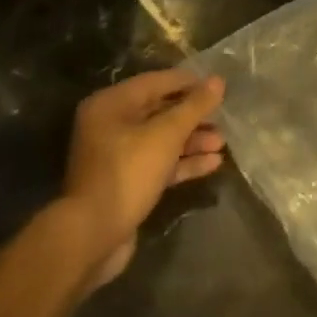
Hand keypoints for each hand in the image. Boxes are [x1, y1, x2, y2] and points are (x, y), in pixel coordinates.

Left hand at [61, 69, 226, 287]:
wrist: (94, 235)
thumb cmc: (127, 173)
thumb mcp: (164, 135)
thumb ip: (193, 107)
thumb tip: (218, 81)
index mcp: (111, 104)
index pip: (154, 82)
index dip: (187, 82)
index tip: (216, 85)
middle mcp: (110, 125)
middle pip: (158, 111)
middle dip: (191, 116)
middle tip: (223, 117)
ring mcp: (117, 156)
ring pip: (160, 140)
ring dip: (191, 141)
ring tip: (222, 143)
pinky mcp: (127, 183)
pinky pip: (159, 164)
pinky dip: (183, 163)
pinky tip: (213, 164)